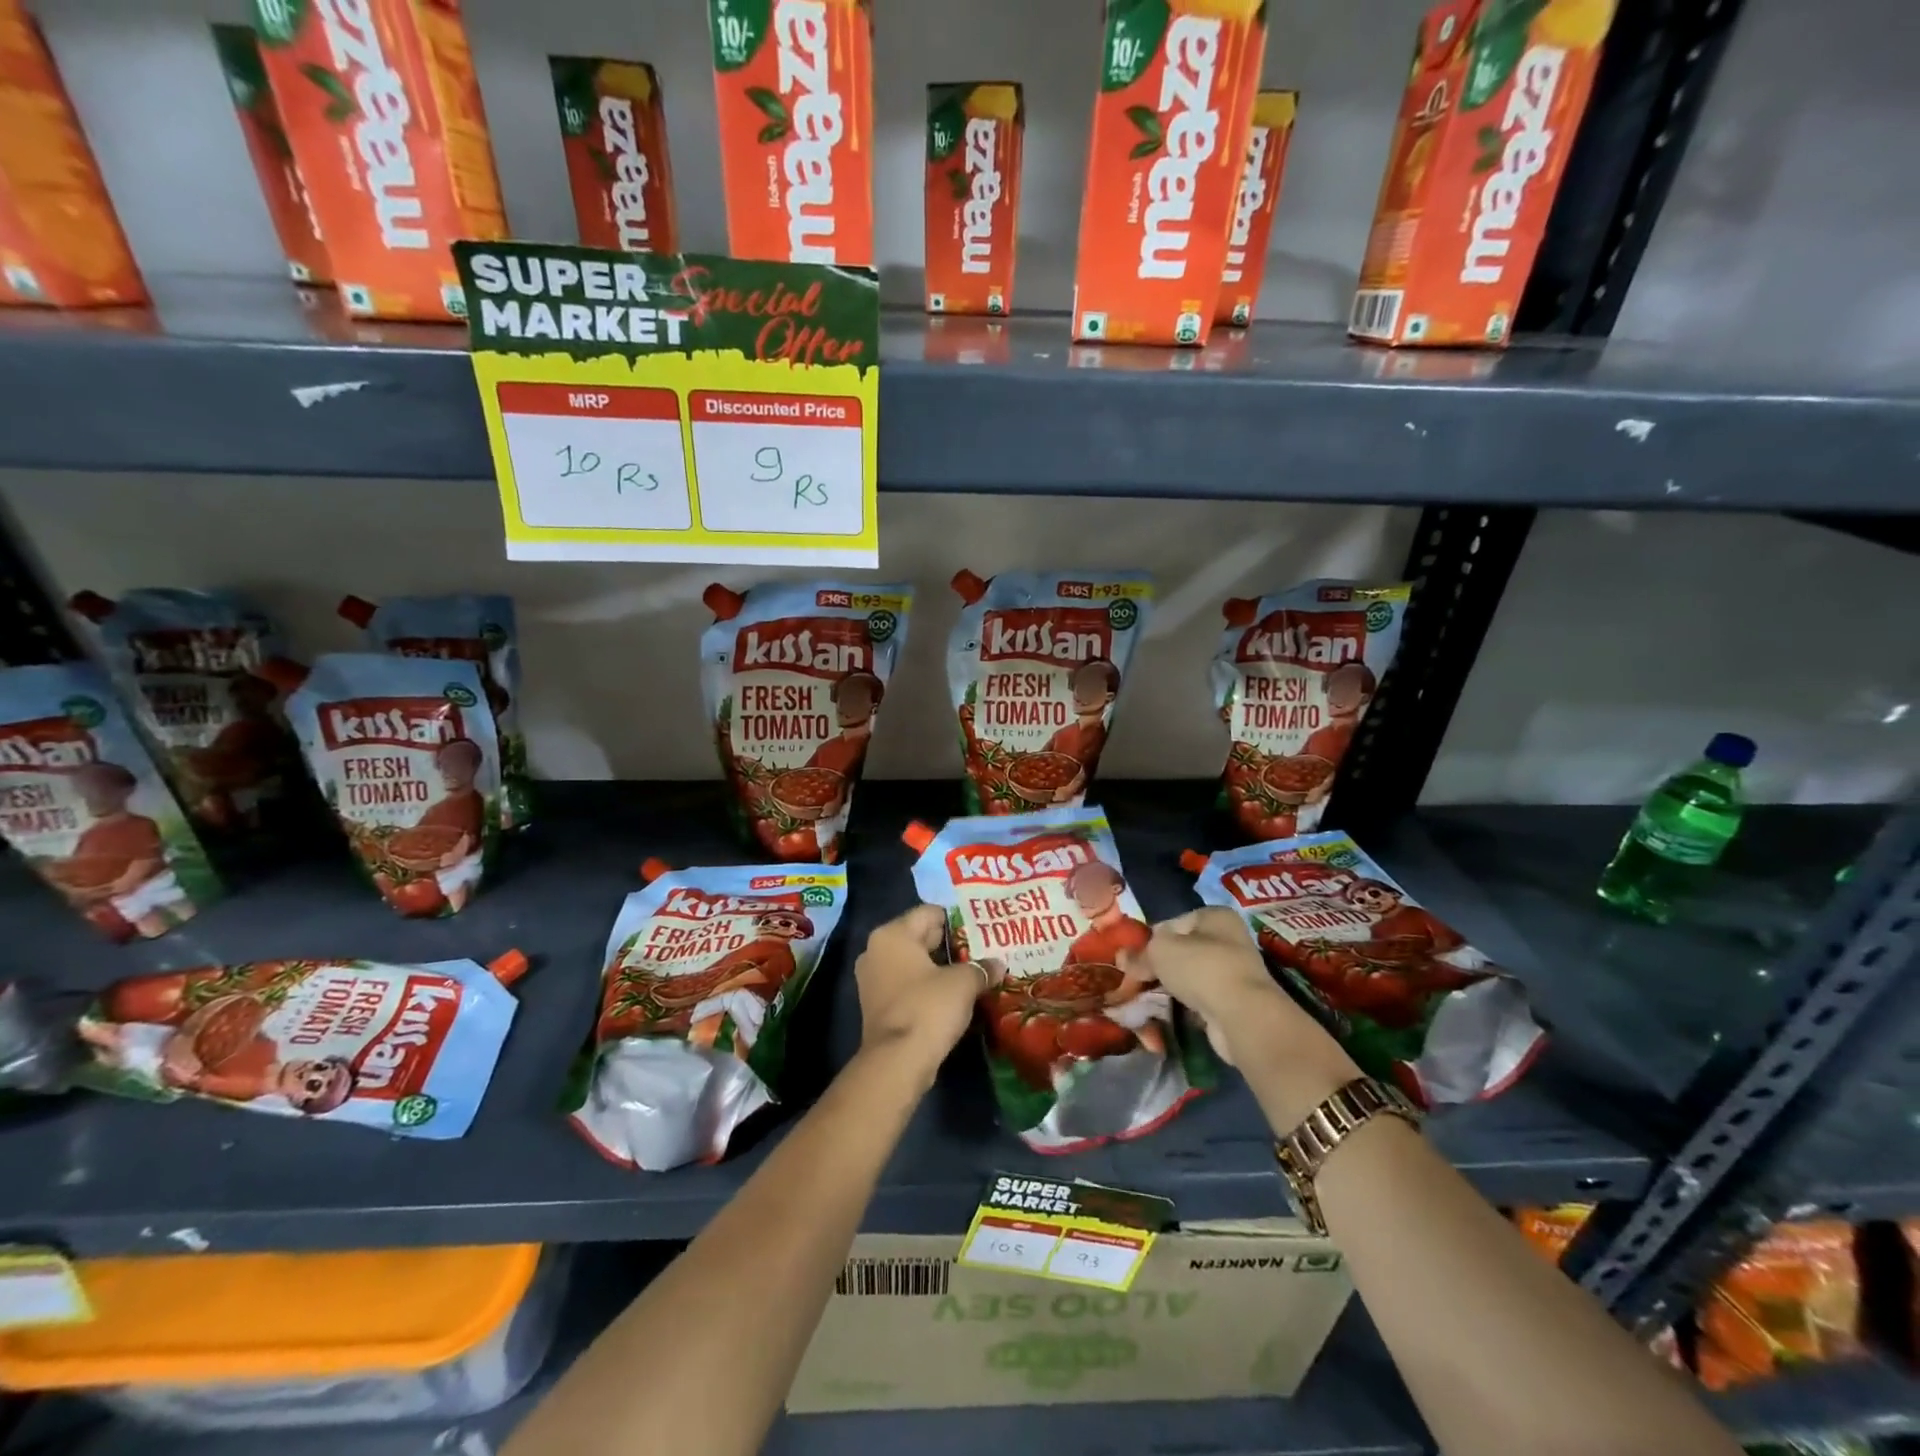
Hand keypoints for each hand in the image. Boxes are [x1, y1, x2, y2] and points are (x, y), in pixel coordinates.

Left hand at [854, 905, 985, 1081]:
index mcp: (892, 935)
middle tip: (982, 950)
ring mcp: (873, 979)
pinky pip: (908, 984)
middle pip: (920, 936)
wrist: (897, 1063)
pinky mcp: (877, 1005)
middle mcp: (876, 951)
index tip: (982, 930)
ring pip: (914, 963)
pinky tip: (954, 995)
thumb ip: (981, 968)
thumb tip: (998, 965)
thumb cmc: (928, 1008)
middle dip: (950, 944)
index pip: (929, 913)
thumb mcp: (963, 982)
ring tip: (972, 972)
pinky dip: (928, 986)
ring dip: (940, 968)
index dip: (957, 920)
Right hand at [1119, 908, 1338, 1068]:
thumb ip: (1140, 953)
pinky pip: (1201, 997)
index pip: (1172, 923)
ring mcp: (1235, 971)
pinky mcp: (1236, 1001)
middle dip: (1159, 965)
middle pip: (1182, 949)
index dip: (1150, 940)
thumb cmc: (1201, 968)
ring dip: (1171, 986)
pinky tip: (1169, 1011)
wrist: (1243, 1016)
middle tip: (1137, 980)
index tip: (1133, 960)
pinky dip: (1186, 1004)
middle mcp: (1229, 938)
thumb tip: (1122, 958)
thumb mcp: (1159, 951)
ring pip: (1191, 975)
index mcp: (1215, 915)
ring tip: (1148, 997)